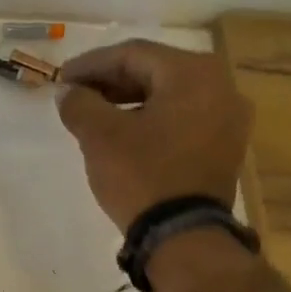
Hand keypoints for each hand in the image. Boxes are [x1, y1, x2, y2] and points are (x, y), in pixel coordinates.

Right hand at [56, 41, 254, 230]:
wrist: (183, 236)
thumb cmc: (142, 176)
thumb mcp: (100, 137)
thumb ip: (80, 104)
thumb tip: (68, 92)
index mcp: (193, 73)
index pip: (133, 54)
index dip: (91, 64)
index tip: (62, 79)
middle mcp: (220, 86)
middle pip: (155, 72)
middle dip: (111, 83)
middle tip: (76, 95)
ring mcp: (228, 120)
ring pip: (170, 98)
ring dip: (130, 102)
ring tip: (96, 117)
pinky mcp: (225, 149)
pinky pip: (182, 121)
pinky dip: (152, 121)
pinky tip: (126, 136)